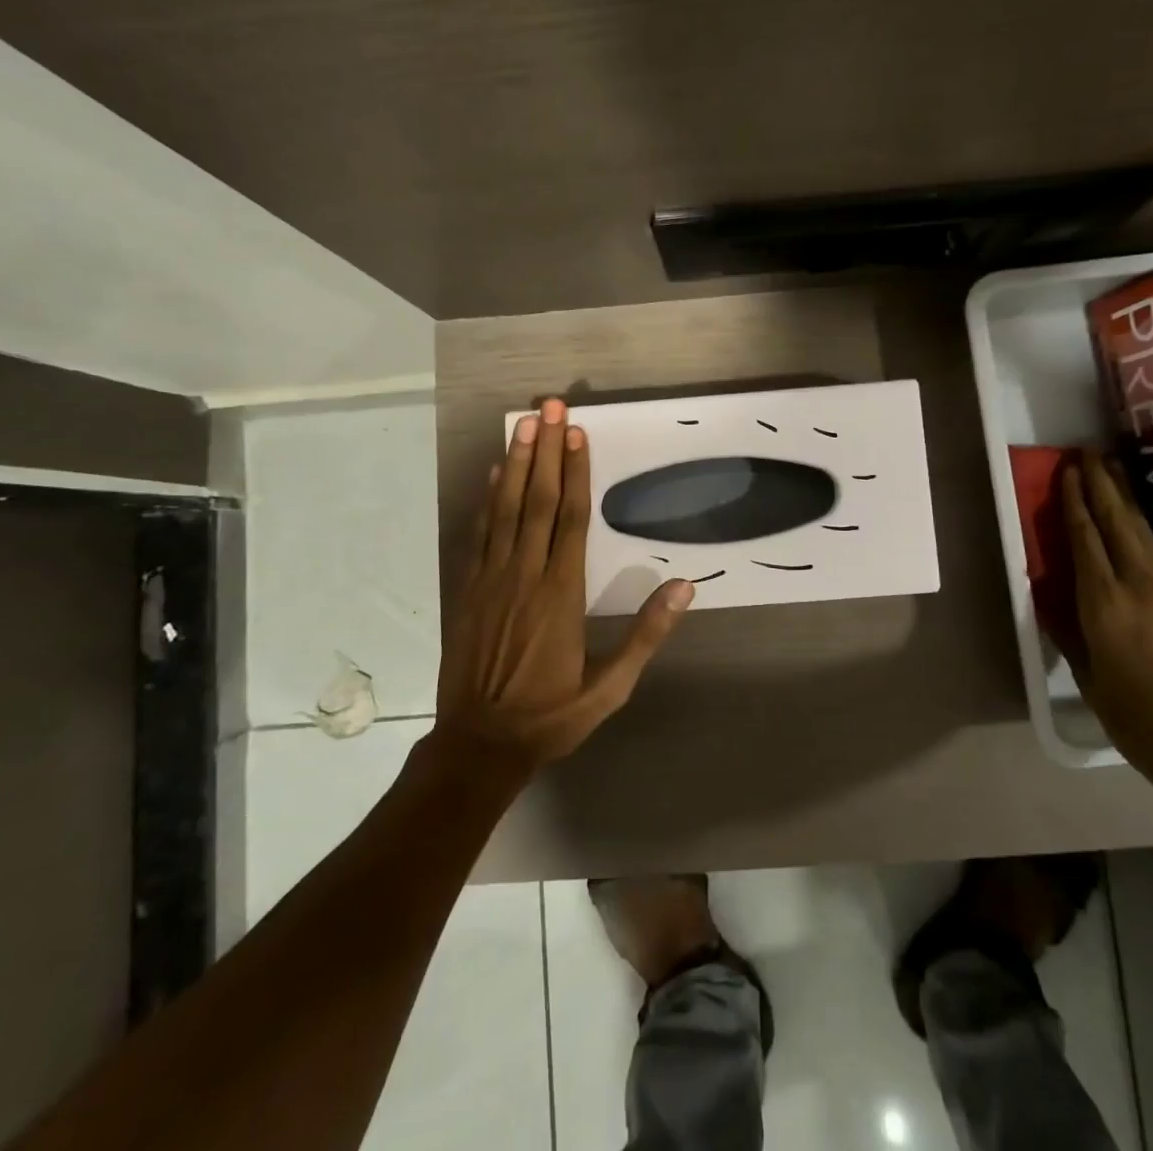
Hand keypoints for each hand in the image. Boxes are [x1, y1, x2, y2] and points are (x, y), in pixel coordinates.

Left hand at [435, 398, 694, 773]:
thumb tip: (685, 587)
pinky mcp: (468, 590)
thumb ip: (646, 635)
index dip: (575, 473)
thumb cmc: (551, 715)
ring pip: (504, 510)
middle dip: (545, 451)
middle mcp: (525, 576)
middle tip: (549, 407)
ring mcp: (491, 580)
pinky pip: (479, 534)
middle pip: (535, 502)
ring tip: (523, 424)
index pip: (570, 520)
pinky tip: (494, 474)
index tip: (577, 433)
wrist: (479, 745)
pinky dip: (487, 500)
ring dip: (515, 464)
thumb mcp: (611, 688)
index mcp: (561, 595)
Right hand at [1061, 451, 1152, 782]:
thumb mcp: (1091, 680)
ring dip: (1124, 497)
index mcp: (1105, 603)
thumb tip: (1053, 602)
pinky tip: (1134, 518)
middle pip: (1118, 522)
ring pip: (1140, 531)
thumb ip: (1070, 635)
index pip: (1086, 539)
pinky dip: (1138, 524)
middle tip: (1088, 452)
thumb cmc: (1141, 720)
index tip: (1066, 471)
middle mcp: (1137, 585)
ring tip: (1111, 469)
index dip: (1074, 503)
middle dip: (1102, 485)